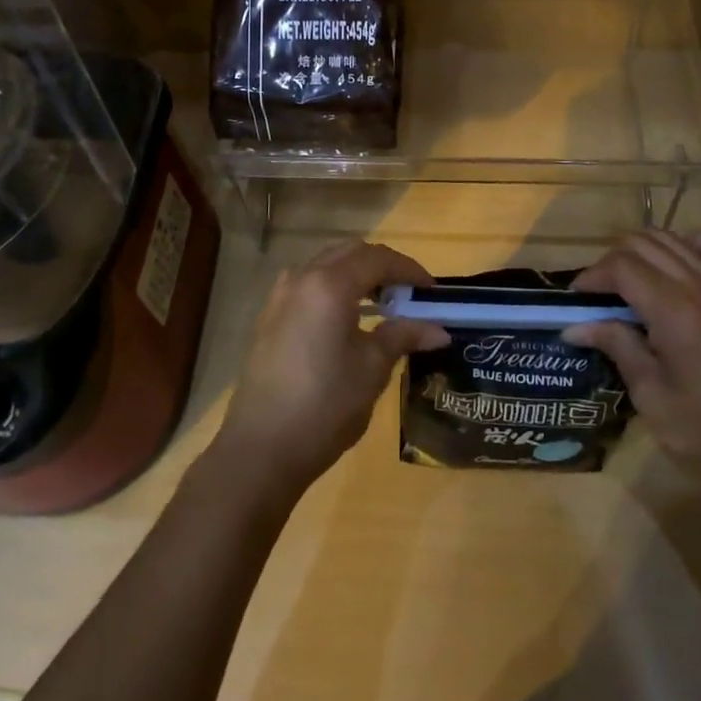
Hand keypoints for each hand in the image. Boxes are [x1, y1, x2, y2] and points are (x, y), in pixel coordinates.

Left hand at [215, 240, 448, 493]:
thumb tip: (439, 330)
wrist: (261, 448)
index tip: (432, 290)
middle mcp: (302, 278)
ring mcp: (280, 296)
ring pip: (326, 265)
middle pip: (349, 253)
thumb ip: (403, 336)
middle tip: (408, 292)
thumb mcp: (372, 369)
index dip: (408, 269)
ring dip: (356, 274)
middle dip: (382, 266)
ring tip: (382, 304)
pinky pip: (308, 285)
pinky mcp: (269, 317)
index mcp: (329, 284)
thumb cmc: (324, 405)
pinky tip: (348, 320)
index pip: (377, 258)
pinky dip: (334, 289)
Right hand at [564, 229, 700, 484]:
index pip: (621, 266)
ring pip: (672, 238)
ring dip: (641, 251)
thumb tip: (574, 326)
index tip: (576, 301)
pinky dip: (693, 243)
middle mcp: (699, 286)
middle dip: (611, 263)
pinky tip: (678, 266)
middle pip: (642, 243)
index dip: (592, 277)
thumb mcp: (651, 396)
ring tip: (627, 283)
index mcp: (674, 311)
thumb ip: (616, 347)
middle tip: (598, 297)